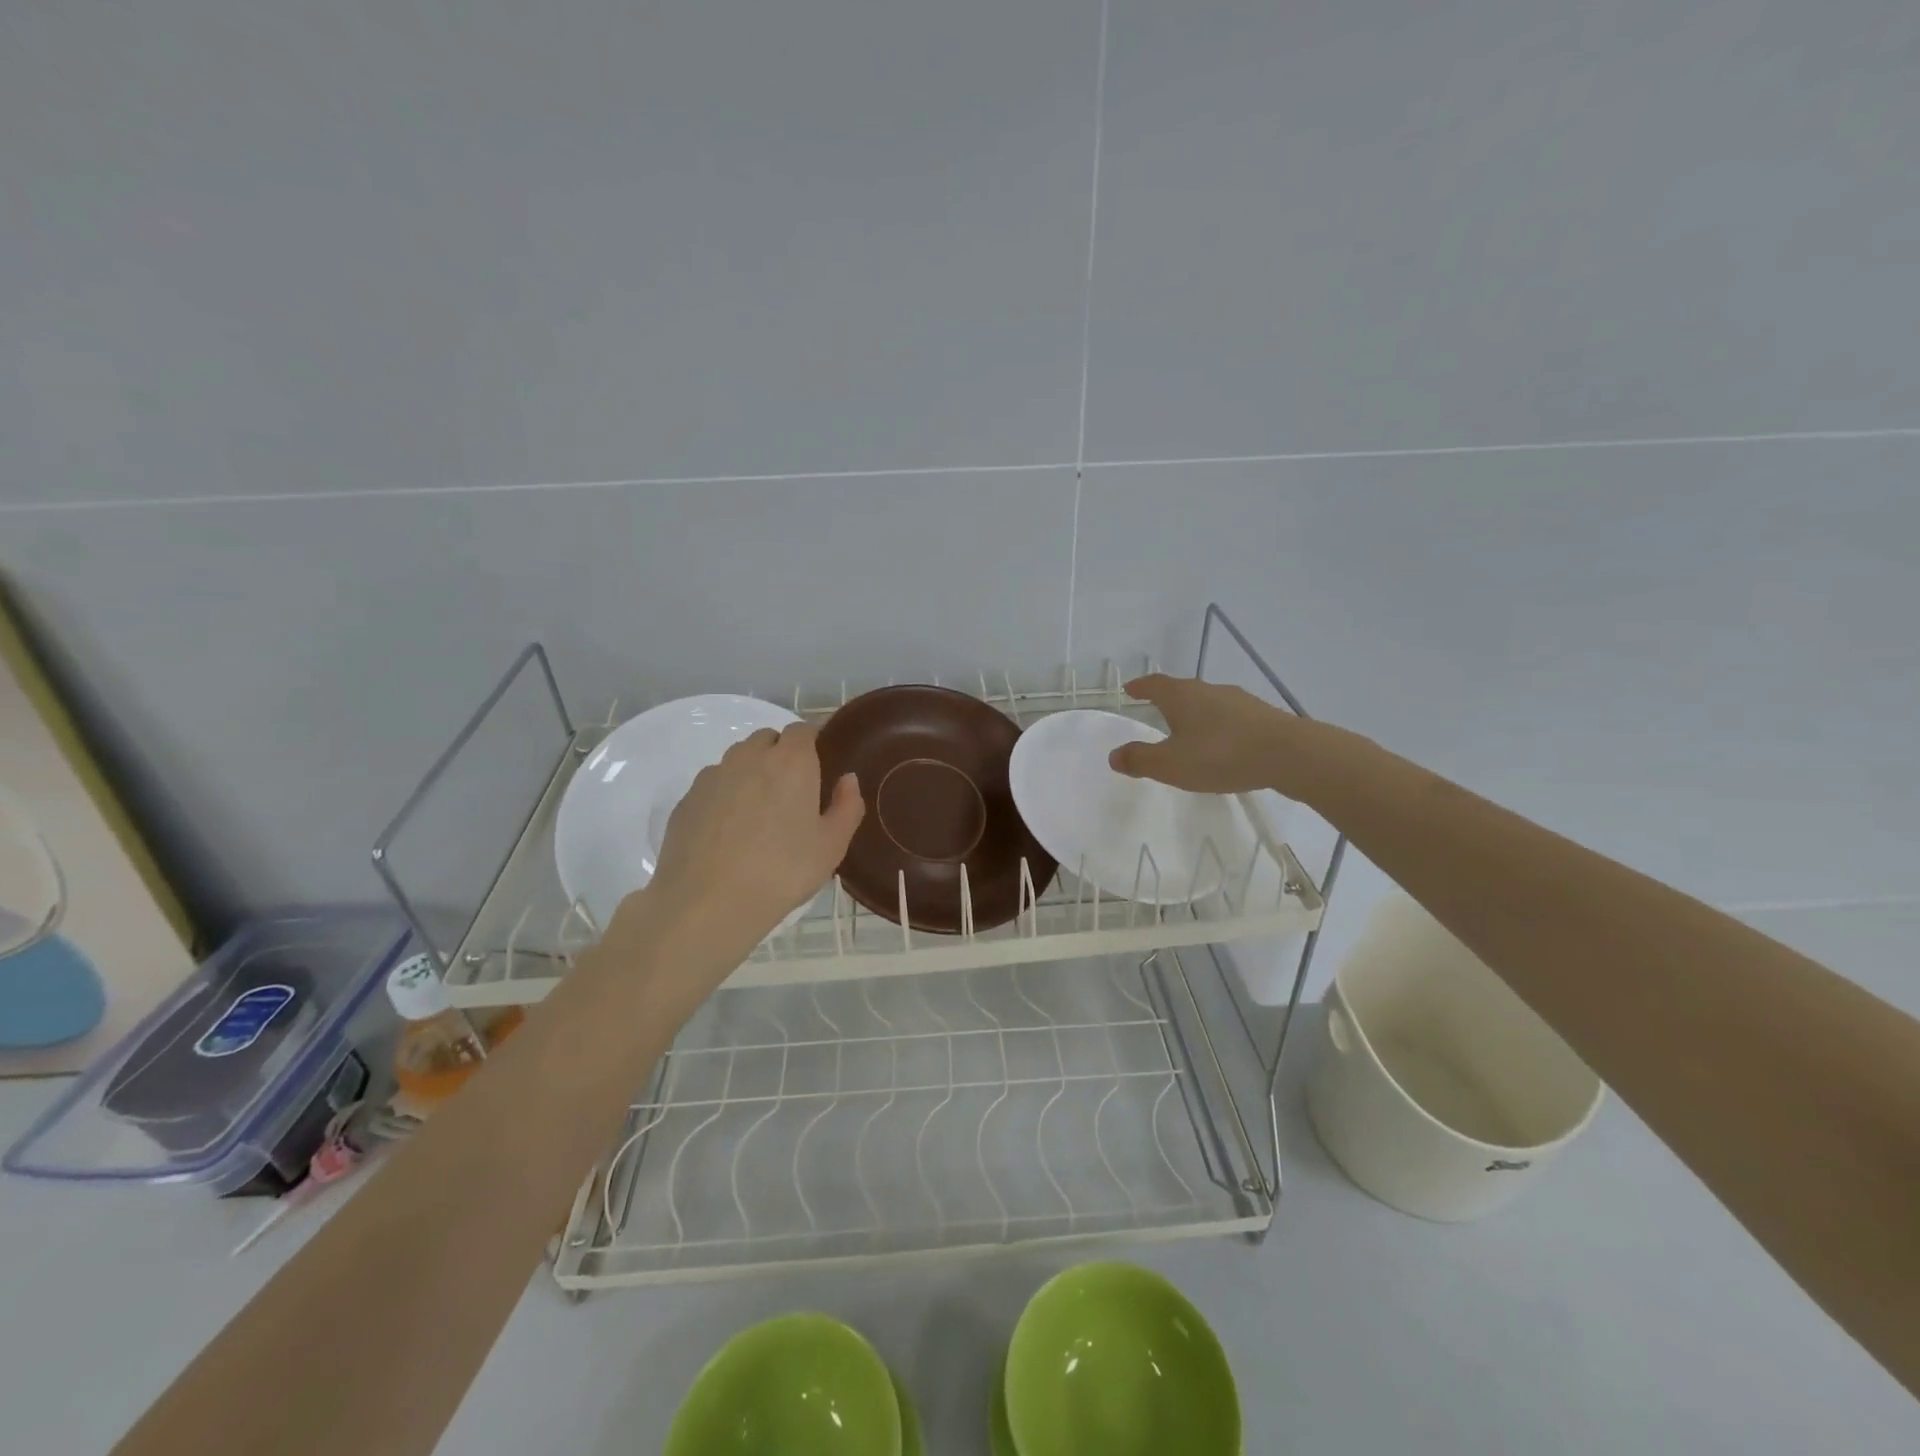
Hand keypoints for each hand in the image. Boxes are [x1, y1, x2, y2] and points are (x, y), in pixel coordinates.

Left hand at [635, 723, 863, 969]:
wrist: (707, 903)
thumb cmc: (782, 871)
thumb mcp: (832, 846)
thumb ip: (847, 806)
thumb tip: (847, 780)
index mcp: (791, 761)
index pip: (803, 730)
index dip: (812, 743)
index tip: (819, 766)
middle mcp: (749, 757)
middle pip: (768, 739)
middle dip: (781, 755)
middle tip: (791, 793)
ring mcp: (713, 776)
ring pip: (737, 760)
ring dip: (751, 773)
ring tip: (758, 814)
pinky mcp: (687, 799)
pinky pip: (713, 785)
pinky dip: (725, 796)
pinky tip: (728, 832)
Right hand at [1108, 674, 1291, 793]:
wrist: (1289, 755)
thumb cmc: (1220, 755)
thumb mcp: (1170, 765)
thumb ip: (1140, 760)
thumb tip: (1114, 755)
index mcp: (1181, 697)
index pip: (1155, 685)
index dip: (1141, 687)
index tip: (1130, 689)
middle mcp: (1209, 691)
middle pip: (1182, 690)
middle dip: (1167, 699)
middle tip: (1155, 708)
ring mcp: (1239, 701)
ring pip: (1208, 702)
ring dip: (1195, 713)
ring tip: (1188, 729)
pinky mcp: (1262, 716)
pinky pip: (1230, 717)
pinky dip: (1218, 726)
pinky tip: (1222, 743)